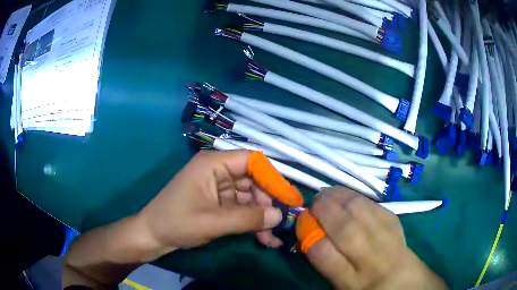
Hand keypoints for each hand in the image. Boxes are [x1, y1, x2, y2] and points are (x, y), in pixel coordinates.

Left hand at [135, 150, 283, 261]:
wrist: (153, 235)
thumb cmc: (177, 222)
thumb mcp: (213, 222)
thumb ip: (248, 218)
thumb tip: (280, 216)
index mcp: (213, 164)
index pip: (252, 161)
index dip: (272, 177)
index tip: (287, 198)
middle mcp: (218, 171)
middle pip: (253, 181)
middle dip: (267, 203)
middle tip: (278, 224)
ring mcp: (218, 188)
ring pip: (249, 198)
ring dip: (261, 218)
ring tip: (271, 239)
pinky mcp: (218, 203)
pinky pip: (241, 209)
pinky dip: (251, 223)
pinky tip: (263, 239)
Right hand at [304, 188, 447, 289]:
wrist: (403, 279)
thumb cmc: (366, 286)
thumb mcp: (340, 285)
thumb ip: (324, 262)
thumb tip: (309, 235)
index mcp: (351, 281)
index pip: (324, 254)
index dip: (309, 235)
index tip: (302, 224)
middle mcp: (371, 258)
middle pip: (345, 228)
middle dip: (324, 210)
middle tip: (313, 202)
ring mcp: (387, 236)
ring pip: (360, 210)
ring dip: (340, 196)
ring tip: (327, 193)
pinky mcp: (395, 220)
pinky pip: (372, 203)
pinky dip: (355, 195)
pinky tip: (346, 195)